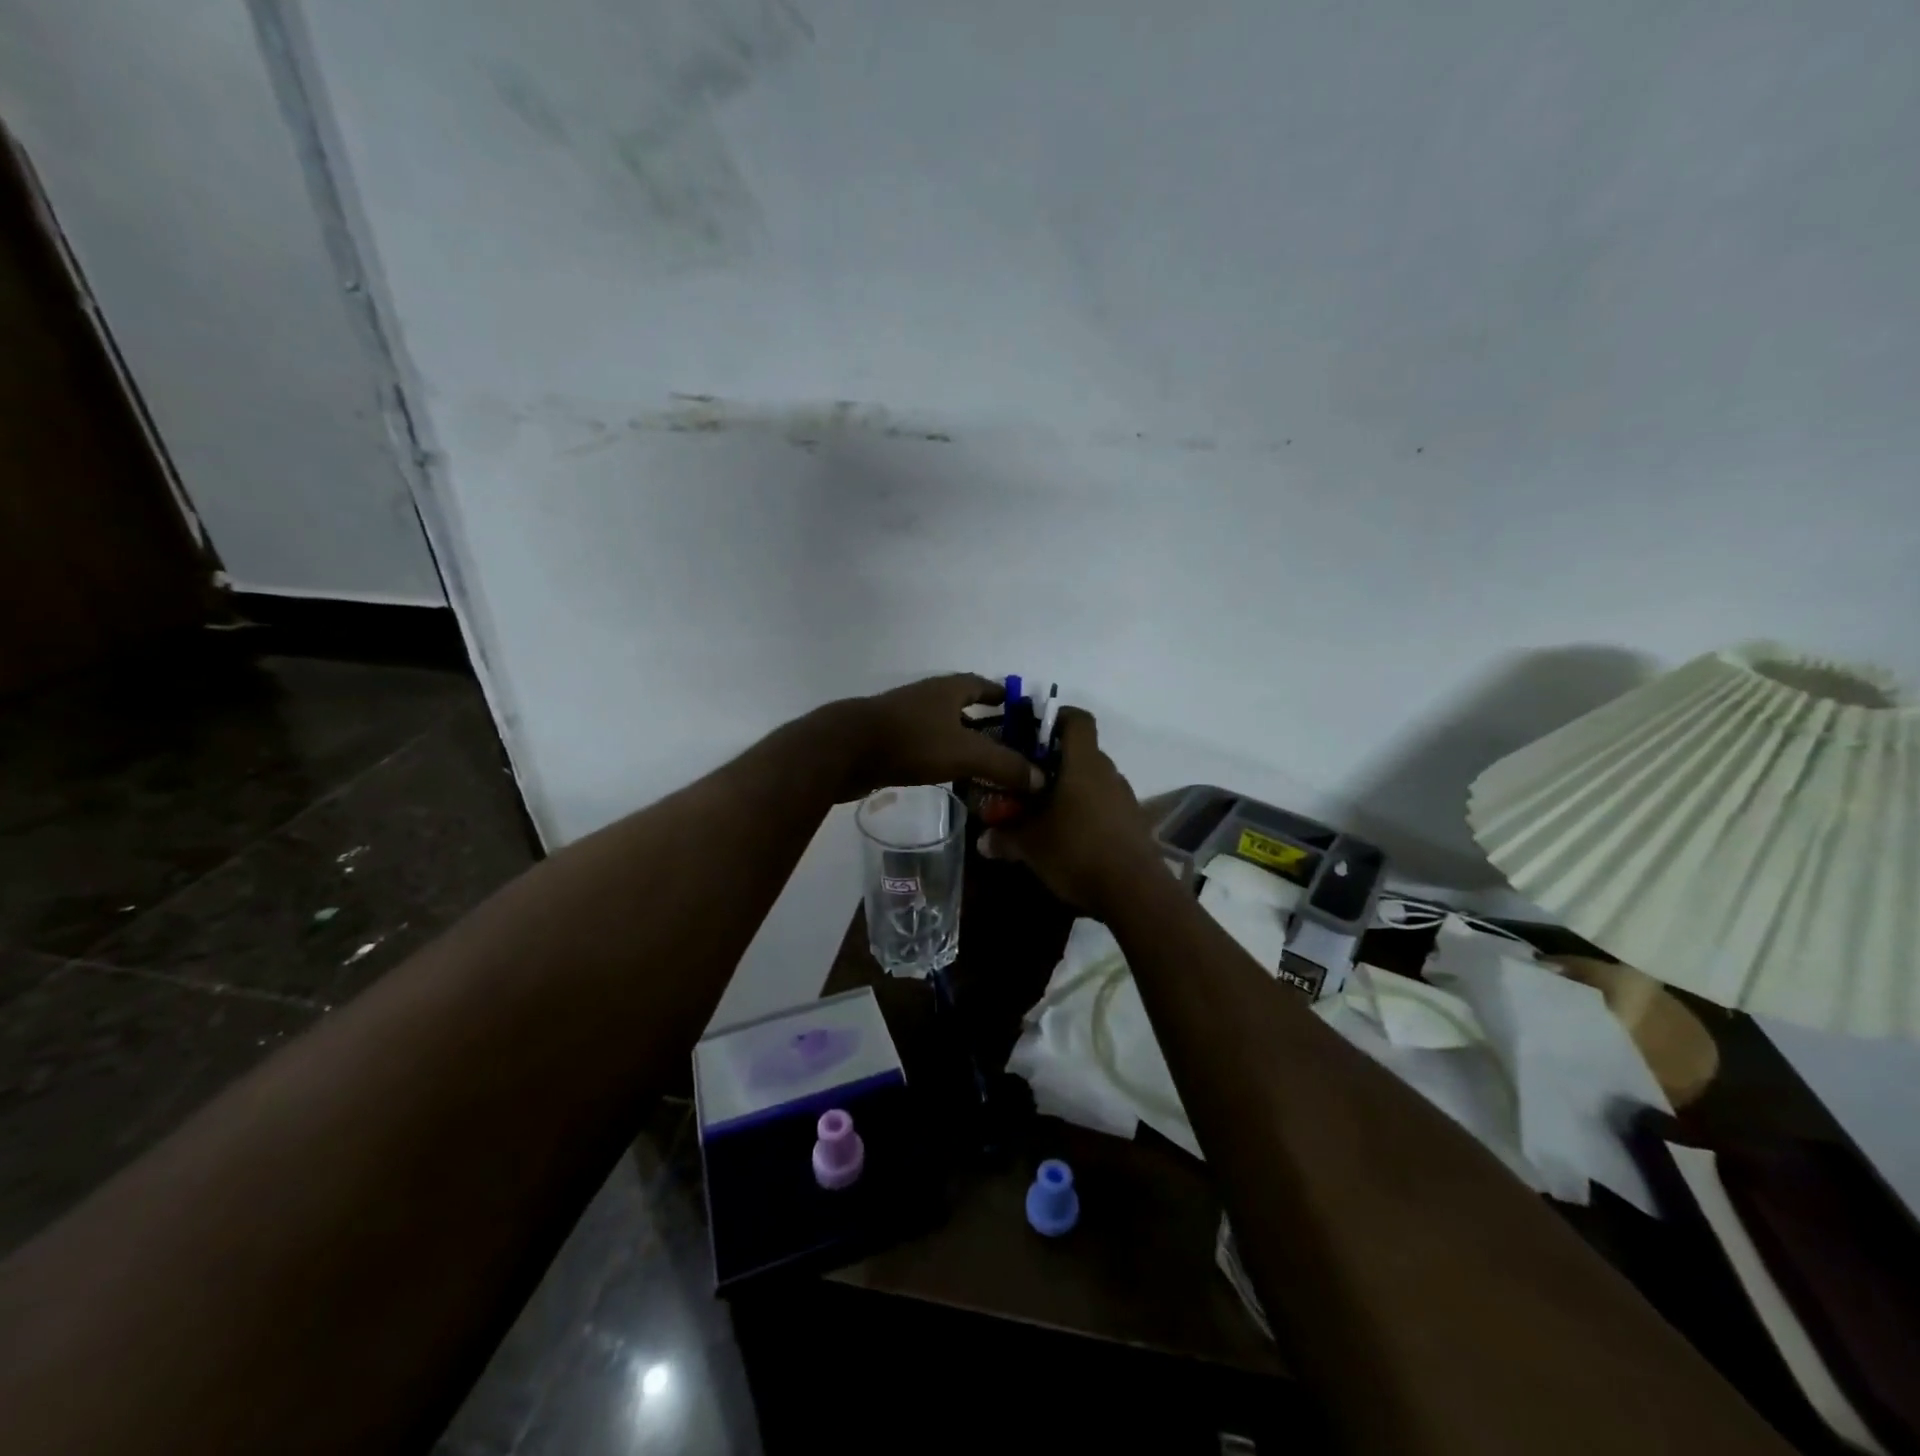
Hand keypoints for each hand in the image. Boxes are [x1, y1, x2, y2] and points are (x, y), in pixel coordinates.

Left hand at [831, 674, 1044, 802]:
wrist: (845, 750)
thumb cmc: (912, 741)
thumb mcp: (966, 753)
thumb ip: (1004, 765)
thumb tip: (1040, 779)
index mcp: (948, 689)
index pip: (982, 684)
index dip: (1000, 693)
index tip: (1017, 708)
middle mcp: (926, 696)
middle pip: (960, 704)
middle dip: (982, 720)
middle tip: (1005, 742)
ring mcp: (903, 717)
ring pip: (940, 725)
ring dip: (959, 739)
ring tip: (980, 762)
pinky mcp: (886, 740)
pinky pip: (921, 744)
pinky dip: (937, 754)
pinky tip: (944, 773)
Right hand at [977, 708, 1160, 917]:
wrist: (1135, 893)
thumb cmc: (1077, 852)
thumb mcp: (1031, 846)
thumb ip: (1005, 837)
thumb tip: (983, 840)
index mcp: (1084, 764)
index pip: (1077, 719)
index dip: (1056, 717)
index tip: (1033, 730)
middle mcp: (1108, 773)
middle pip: (1081, 753)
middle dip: (1053, 764)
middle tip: (1027, 783)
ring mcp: (1125, 798)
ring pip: (1093, 782)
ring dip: (1070, 791)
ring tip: (1045, 815)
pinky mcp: (1134, 824)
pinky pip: (1105, 806)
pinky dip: (1086, 813)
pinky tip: (1070, 839)